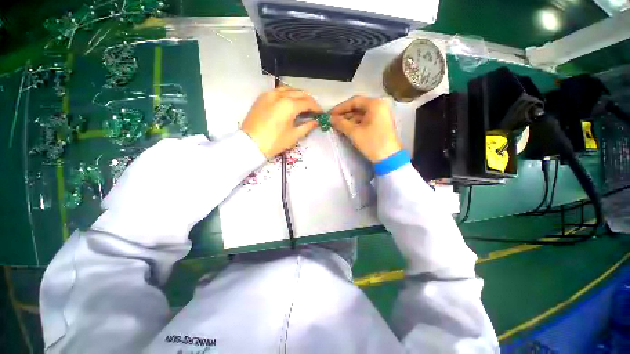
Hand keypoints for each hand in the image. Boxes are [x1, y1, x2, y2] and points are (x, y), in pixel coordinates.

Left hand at [242, 88, 320, 157]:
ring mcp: (269, 94)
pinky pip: (278, 91)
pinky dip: (287, 94)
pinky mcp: (262, 97)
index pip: (308, 102)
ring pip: (289, 89)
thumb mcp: (293, 136)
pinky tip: (289, 102)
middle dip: (309, 100)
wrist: (250, 144)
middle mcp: (280, 95)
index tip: (320, 113)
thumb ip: (307, 127)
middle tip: (313, 110)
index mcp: (289, 105)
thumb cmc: (274, 142)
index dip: (316, 108)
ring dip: (298, 95)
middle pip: (299, 93)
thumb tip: (316, 122)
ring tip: (303, 104)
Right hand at [330, 96, 401, 162]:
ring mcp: (381, 115)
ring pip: (361, 114)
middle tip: (332, 121)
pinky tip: (346, 129)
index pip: (354, 101)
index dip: (340, 108)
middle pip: (358, 107)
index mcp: (375, 104)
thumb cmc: (372, 143)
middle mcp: (379, 106)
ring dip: (349, 120)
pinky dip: (355, 124)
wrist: (389, 158)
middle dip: (344, 114)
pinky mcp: (380, 123)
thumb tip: (330, 118)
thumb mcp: (354, 133)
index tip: (330, 114)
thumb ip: (341, 123)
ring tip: (337, 126)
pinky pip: (365, 120)